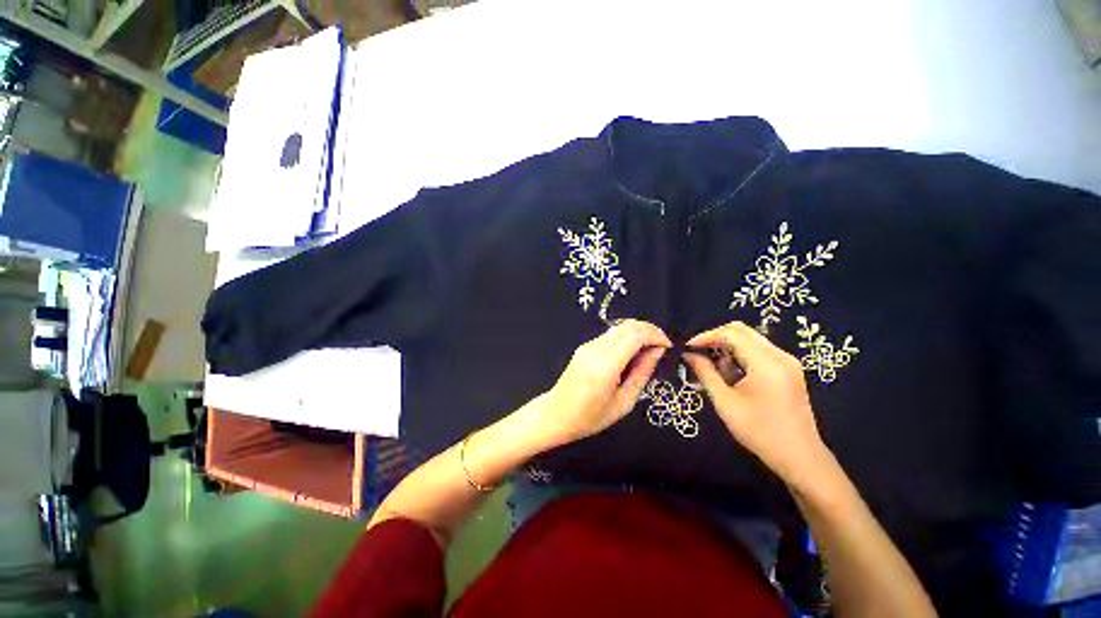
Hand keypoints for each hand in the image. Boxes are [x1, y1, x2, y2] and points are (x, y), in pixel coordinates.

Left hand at [542, 319, 671, 444]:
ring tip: (649, 350)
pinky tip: (631, 353)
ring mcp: (587, 346)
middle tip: (662, 346)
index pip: (634, 335)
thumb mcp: (623, 403)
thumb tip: (657, 351)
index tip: (668, 346)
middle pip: (627, 326)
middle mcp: (595, 349)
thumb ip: (641, 374)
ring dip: (638, 332)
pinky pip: (610, 336)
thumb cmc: (591, 417)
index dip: (655, 335)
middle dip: (649, 330)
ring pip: (618, 328)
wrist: (556, 414)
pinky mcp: (584, 346)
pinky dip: (626, 338)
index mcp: (605, 366)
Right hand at [682, 321, 829, 484]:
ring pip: (750, 339)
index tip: (688, 348)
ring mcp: (787, 361)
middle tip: (699, 353)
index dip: (706, 336)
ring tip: (717, 370)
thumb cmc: (759, 431)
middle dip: (716, 338)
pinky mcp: (789, 370)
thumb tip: (688, 354)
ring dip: (729, 348)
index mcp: (766, 362)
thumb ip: (705, 373)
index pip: (731, 334)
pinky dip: (741, 356)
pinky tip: (733, 375)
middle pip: (742, 331)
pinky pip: (760, 351)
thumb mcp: (725, 402)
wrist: (800, 458)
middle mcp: (780, 355)